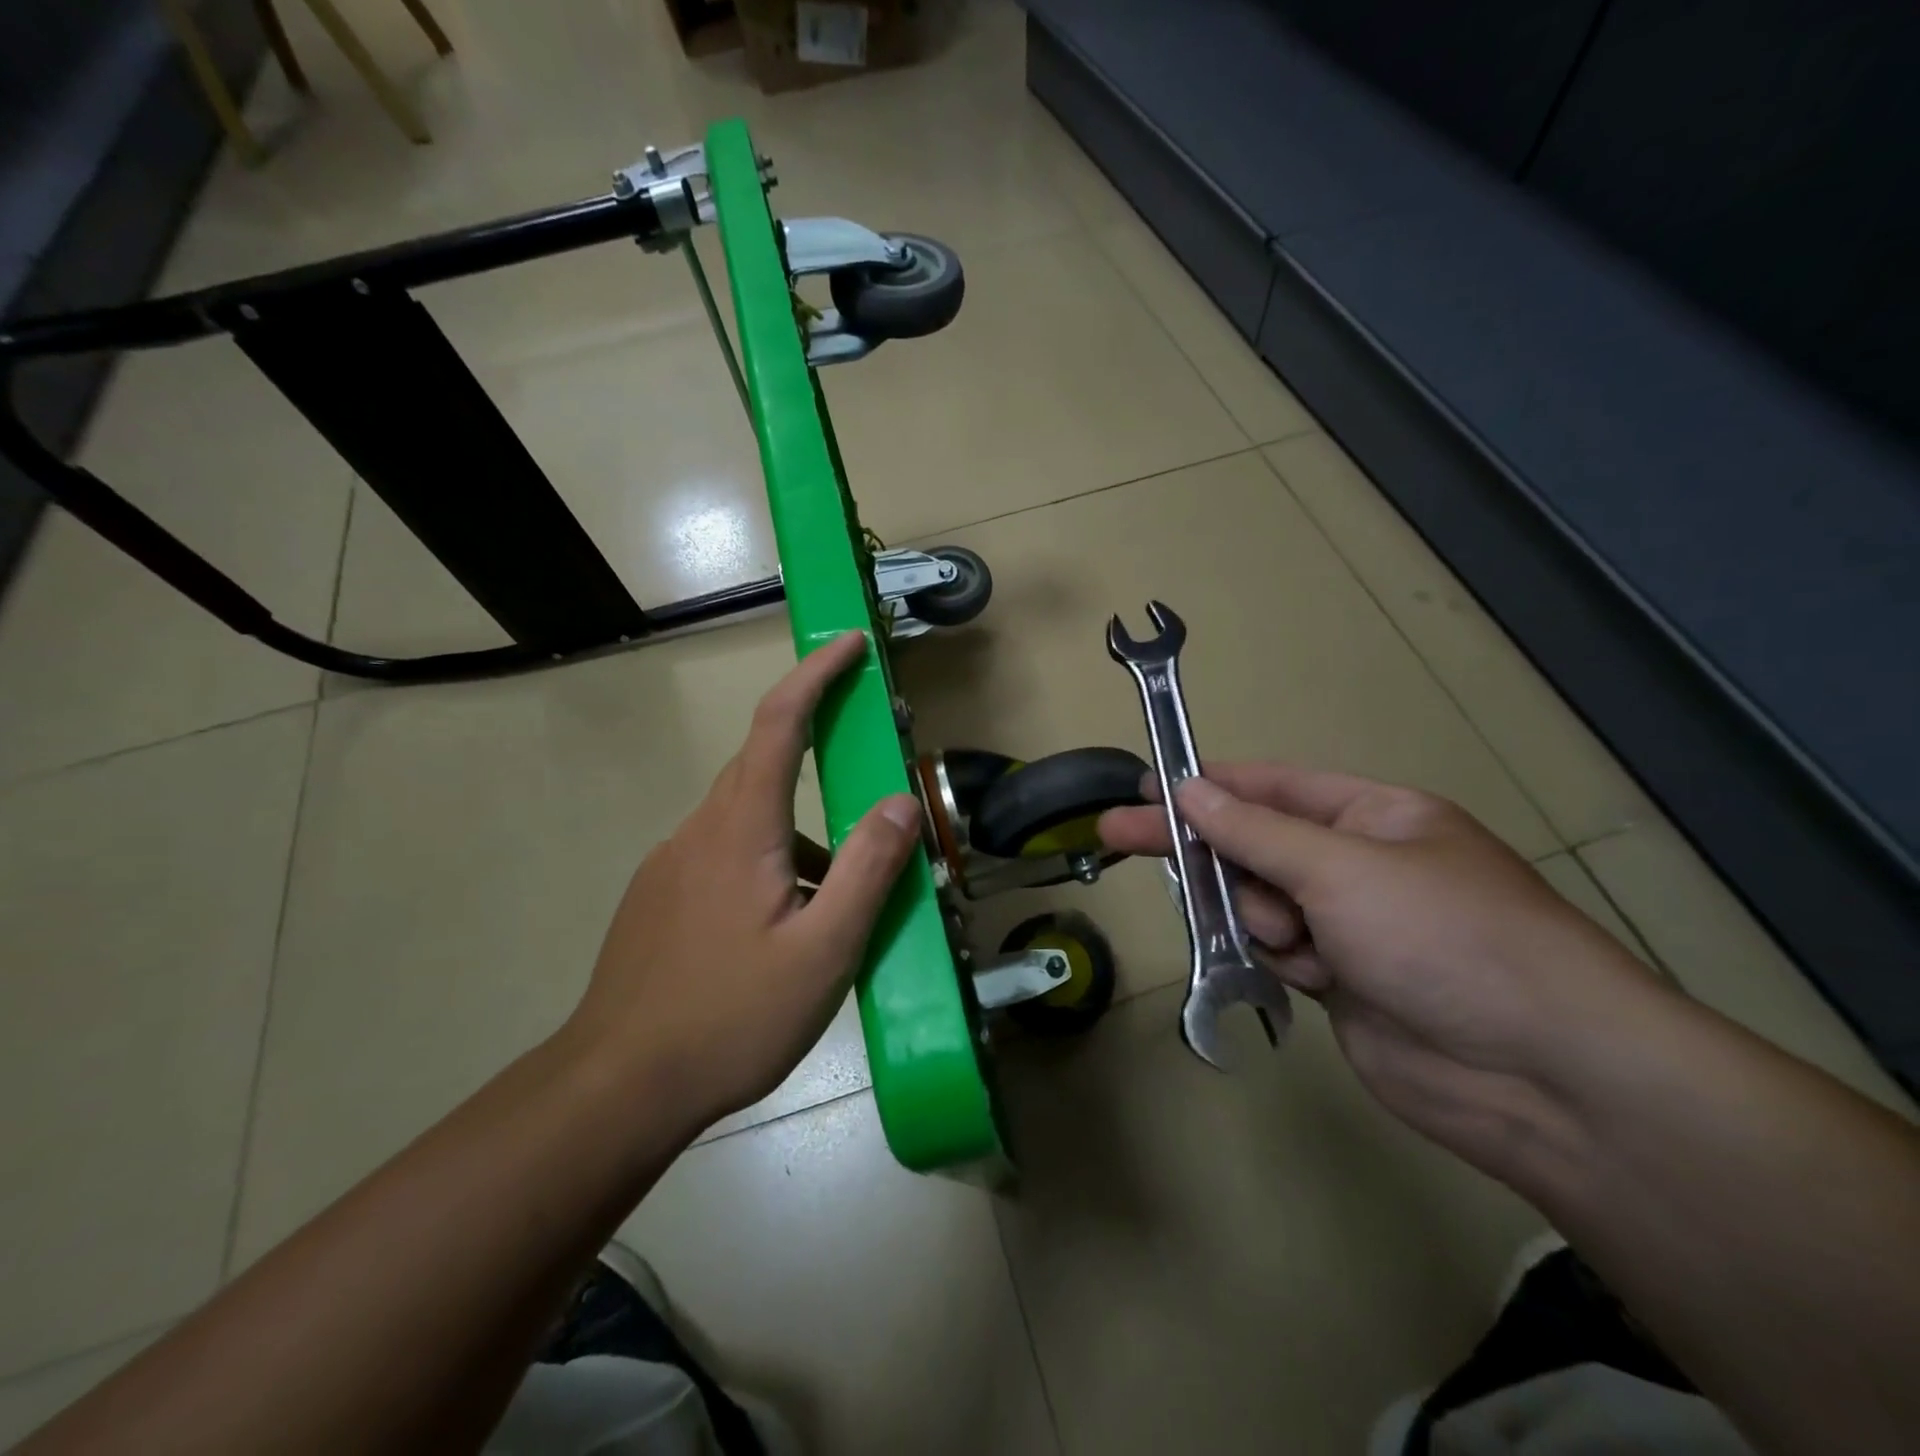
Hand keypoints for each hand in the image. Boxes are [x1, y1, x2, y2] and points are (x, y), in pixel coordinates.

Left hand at [567, 632, 921, 1132]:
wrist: (617, 1087)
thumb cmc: (730, 1017)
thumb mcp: (823, 950)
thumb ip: (868, 869)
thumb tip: (902, 800)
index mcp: (741, 827)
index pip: (779, 722)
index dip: (816, 674)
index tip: (850, 644)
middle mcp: (699, 829)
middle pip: (764, 767)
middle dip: (819, 760)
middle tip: (870, 796)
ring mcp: (671, 864)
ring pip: (749, 821)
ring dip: (800, 839)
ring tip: (834, 906)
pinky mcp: (659, 898)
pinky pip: (725, 856)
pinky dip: (769, 867)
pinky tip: (782, 931)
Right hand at [1100, 763, 1666, 1179]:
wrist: (1540, 1076)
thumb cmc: (1444, 938)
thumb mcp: (1343, 869)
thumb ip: (1256, 832)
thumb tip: (1190, 790)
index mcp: (1374, 816)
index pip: (1271, 786)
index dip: (1206, 784)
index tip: (1145, 785)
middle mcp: (1357, 863)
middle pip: (1254, 844)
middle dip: (1200, 846)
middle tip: (1116, 835)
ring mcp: (1349, 924)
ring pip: (1259, 901)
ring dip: (1255, 914)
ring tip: (1290, 940)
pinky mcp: (1340, 979)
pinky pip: (1276, 950)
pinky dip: (1273, 956)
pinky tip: (1300, 971)